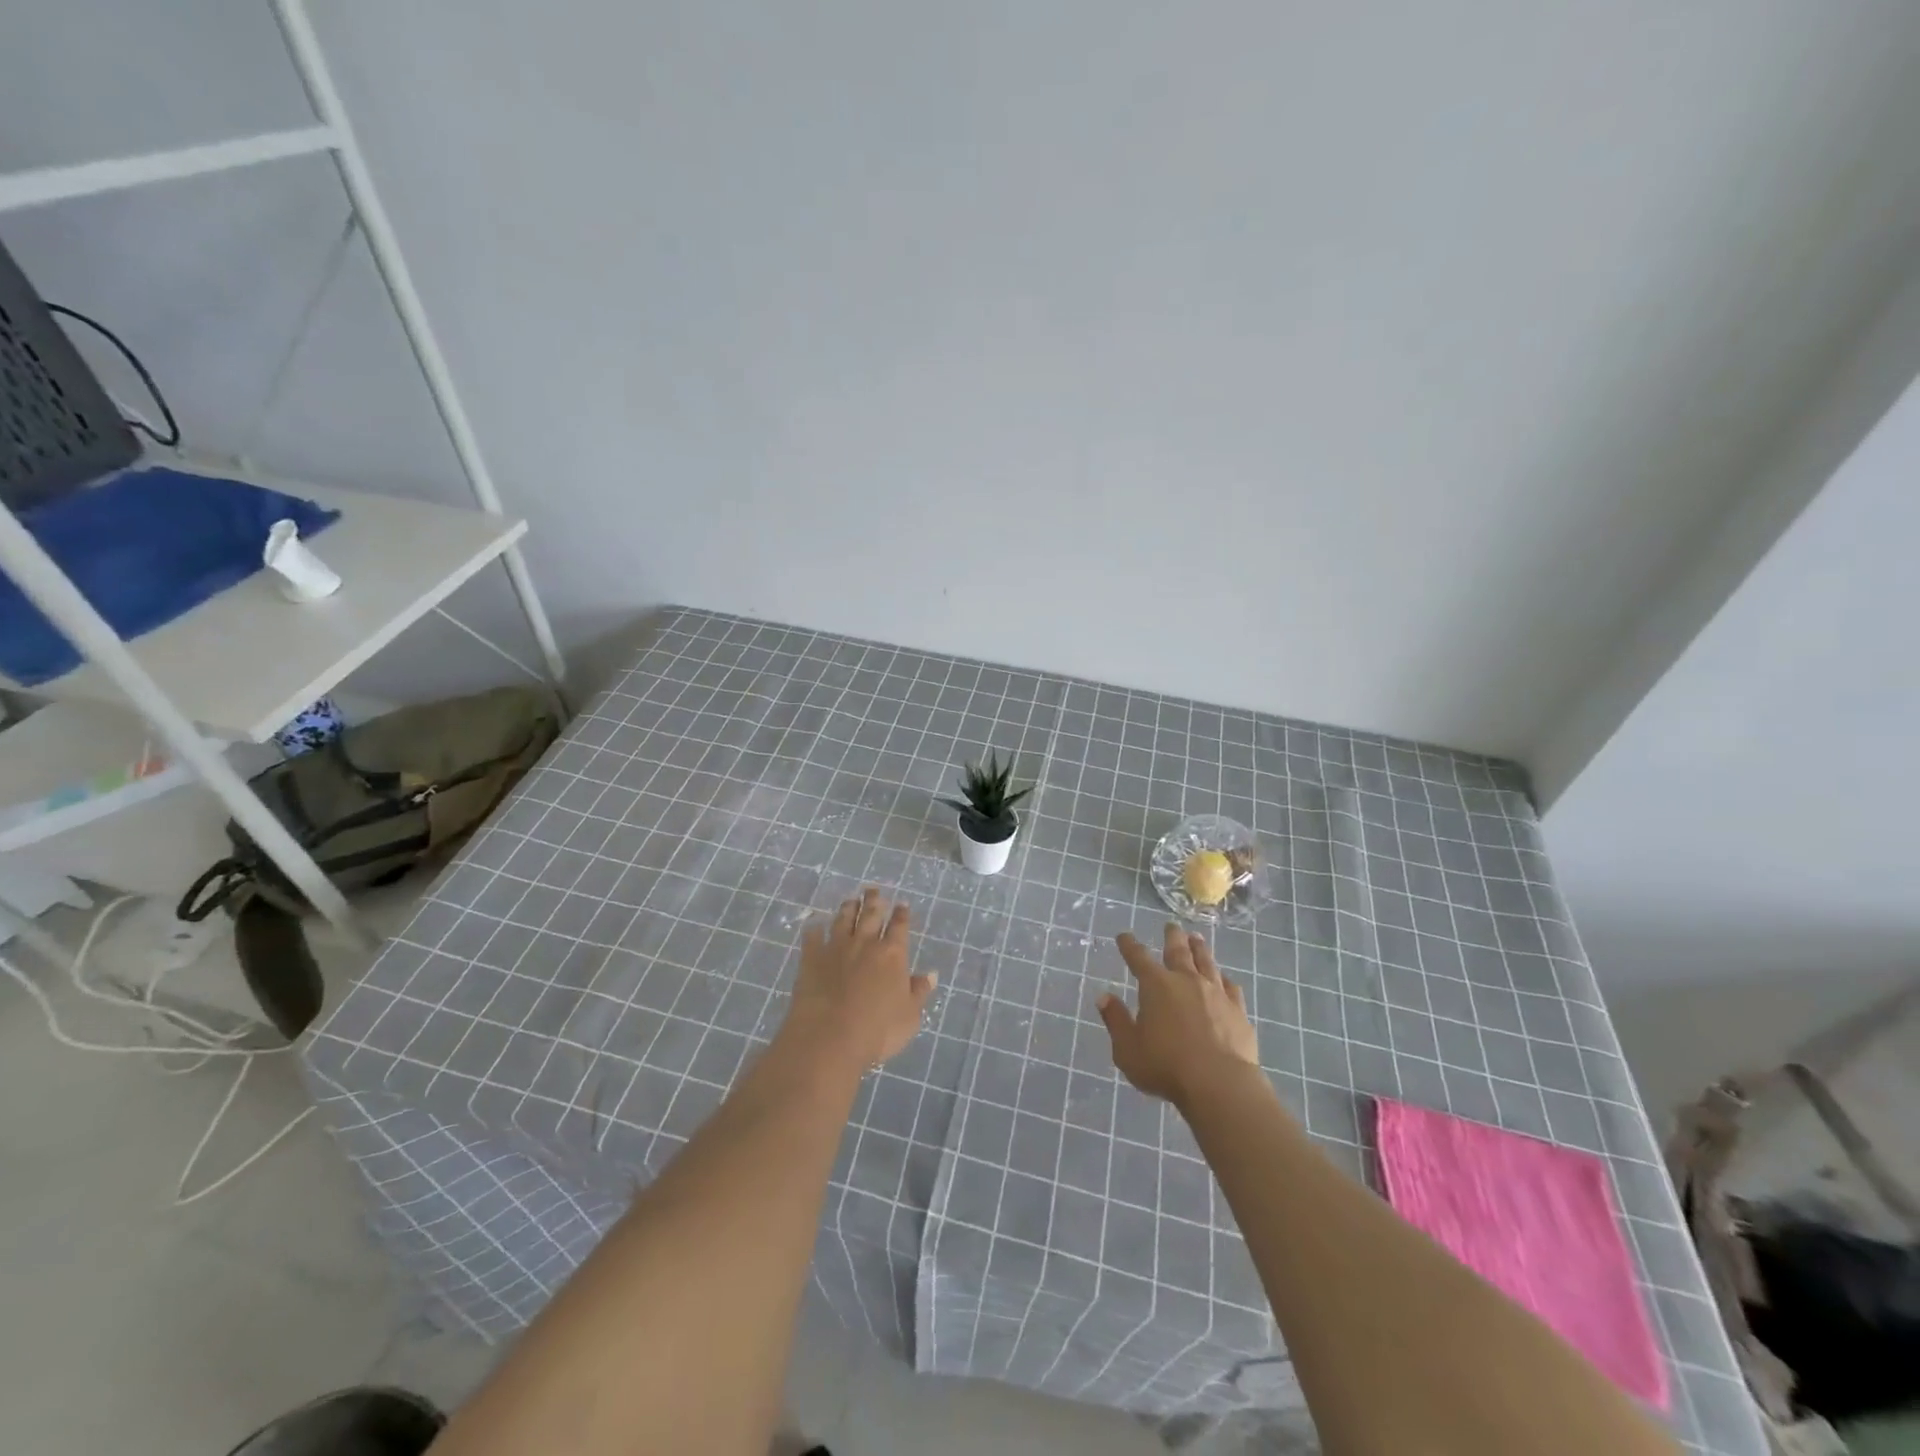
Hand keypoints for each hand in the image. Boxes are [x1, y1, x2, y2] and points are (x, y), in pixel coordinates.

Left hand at [779, 887, 935, 1073]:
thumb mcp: (909, 1016)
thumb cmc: (878, 1031)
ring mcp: (836, 948)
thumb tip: (930, 974)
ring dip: (848, 908)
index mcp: (892, 954)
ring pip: (843, 920)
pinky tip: (814, 925)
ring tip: (850, 900)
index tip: (901, 904)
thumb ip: (919, 992)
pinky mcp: (811, 958)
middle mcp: (865, 944)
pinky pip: (813, 937)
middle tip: (873, 890)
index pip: (899, 927)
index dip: (901, 914)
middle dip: (874, 901)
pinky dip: (814, 929)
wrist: (829, 1037)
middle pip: (870, 915)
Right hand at [1097, 924, 1260, 1109]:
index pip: (1138, 957)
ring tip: (1197, 939)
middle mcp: (1186, 980)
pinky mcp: (1238, 1010)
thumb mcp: (1127, 1048)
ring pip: (1206, 962)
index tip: (1124, 936)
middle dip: (1172, 936)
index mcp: (1156, 985)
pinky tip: (1225, 979)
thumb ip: (1116, 1020)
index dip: (1129, 945)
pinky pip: (1231, 987)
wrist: (1220, 1084)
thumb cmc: (1166, 1066)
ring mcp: (1215, 993)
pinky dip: (1225, 979)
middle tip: (1171, 925)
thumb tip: (1104, 996)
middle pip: (1178, 951)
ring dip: (1200, 948)